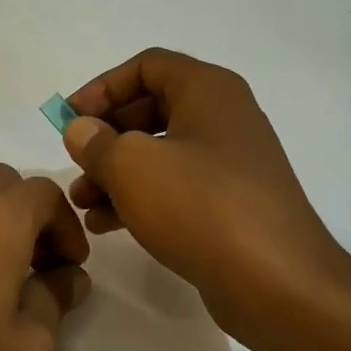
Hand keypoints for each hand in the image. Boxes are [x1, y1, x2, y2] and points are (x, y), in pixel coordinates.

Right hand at [63, 48, 350, 345]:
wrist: (278, 284)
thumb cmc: (200, 207)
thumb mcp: (132, 166)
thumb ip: (96, 142)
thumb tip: (82, 130)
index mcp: (208, 91)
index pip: (147, 66)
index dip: (102, 86)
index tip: (72, 119)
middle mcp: (223, 118)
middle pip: (150, 109)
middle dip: (105, 136)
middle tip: (75, 162)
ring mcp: (230, 164)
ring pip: (159, 154)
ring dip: (115, 173)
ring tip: (82, 203)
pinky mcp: (230, 205)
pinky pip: (175, 188)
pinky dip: (140, 198)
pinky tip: (107, 225)